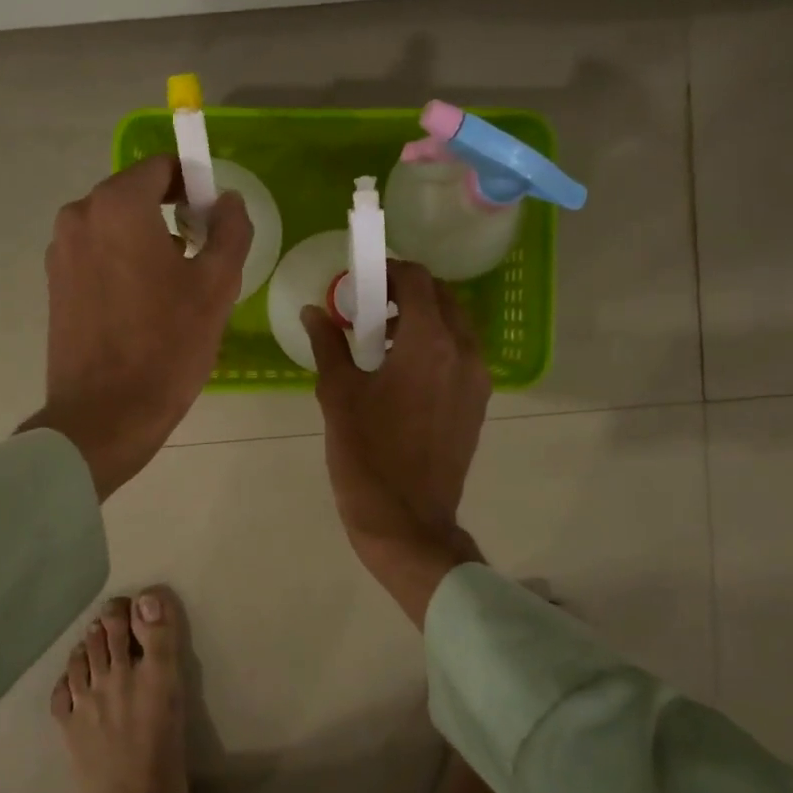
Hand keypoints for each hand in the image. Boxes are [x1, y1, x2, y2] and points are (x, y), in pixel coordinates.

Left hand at [23, 155, 249, 498]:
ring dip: (148, 242)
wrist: (105, 415)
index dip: (195, 184)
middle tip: (203, 258)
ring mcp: (61, 252)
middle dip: (172, 215)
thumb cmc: (167, 346)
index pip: (162, 167)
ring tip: (177, 290)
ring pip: (116, 228)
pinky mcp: (55, 285)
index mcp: (117, 206)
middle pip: (136, 196)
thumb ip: (230, 229)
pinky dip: (124, 264)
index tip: (216, 218)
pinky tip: (145, 308)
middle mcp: (80, 216)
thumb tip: (227, 200)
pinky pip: (98, 256)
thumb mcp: (217, 286)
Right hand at [303, 261, 490, 625]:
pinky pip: (461, 355)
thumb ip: (328, 344)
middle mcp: (463, 351)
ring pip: (455, 326)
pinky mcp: (478, 403)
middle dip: (406, 293)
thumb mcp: (338, 395)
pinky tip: (403, 373)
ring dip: (422, 319)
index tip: (362, 280)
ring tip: (384, 343)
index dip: (389, 270)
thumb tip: (313, 311)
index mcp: (428, 342)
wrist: (407, 521)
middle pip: (442, 297)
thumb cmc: (366, 455)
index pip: (417, 280)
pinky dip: (435, 346)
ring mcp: (477, 379)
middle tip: (370, 309)